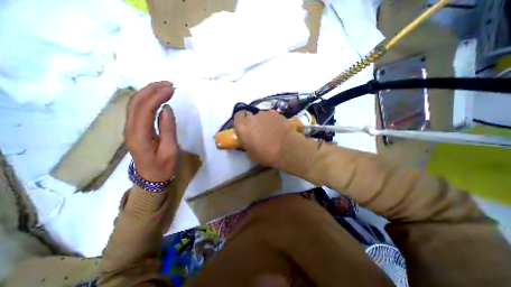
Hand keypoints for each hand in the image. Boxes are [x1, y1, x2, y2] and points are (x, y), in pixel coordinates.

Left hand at [124, 82, 178, 181]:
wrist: (151, 178)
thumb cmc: (163, 167)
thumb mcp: (170, 150)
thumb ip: (168, 129)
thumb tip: (167, 108)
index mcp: (139, 135)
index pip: (145, 108)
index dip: (158, 96)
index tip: (172, 89)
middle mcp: (130, 128)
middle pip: (136, 102)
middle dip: (152, 89)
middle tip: (169, 84)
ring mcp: (130, 128)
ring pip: (135, 103)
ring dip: (149, 92)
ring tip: (165, 87)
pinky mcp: (134, 128)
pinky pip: (138, 109)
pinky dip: (148, 99)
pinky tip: (157, 97)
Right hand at [234, 110, 297, 167]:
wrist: (286, 148)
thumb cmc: (266, 154)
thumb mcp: (251, 152)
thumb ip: (247, 141)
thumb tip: (249, 138)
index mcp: (242, 127)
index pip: (238, 116)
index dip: (242, 120)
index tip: (246, 126)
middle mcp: (252, 117)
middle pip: (250, 115)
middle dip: (253, 121)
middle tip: (259, 130)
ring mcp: (265, 114)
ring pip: (262, 116)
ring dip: (264, 122)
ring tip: (272, 131)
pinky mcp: (276, 113)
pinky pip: (272, 116)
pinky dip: (274, 121)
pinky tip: (279, 129)